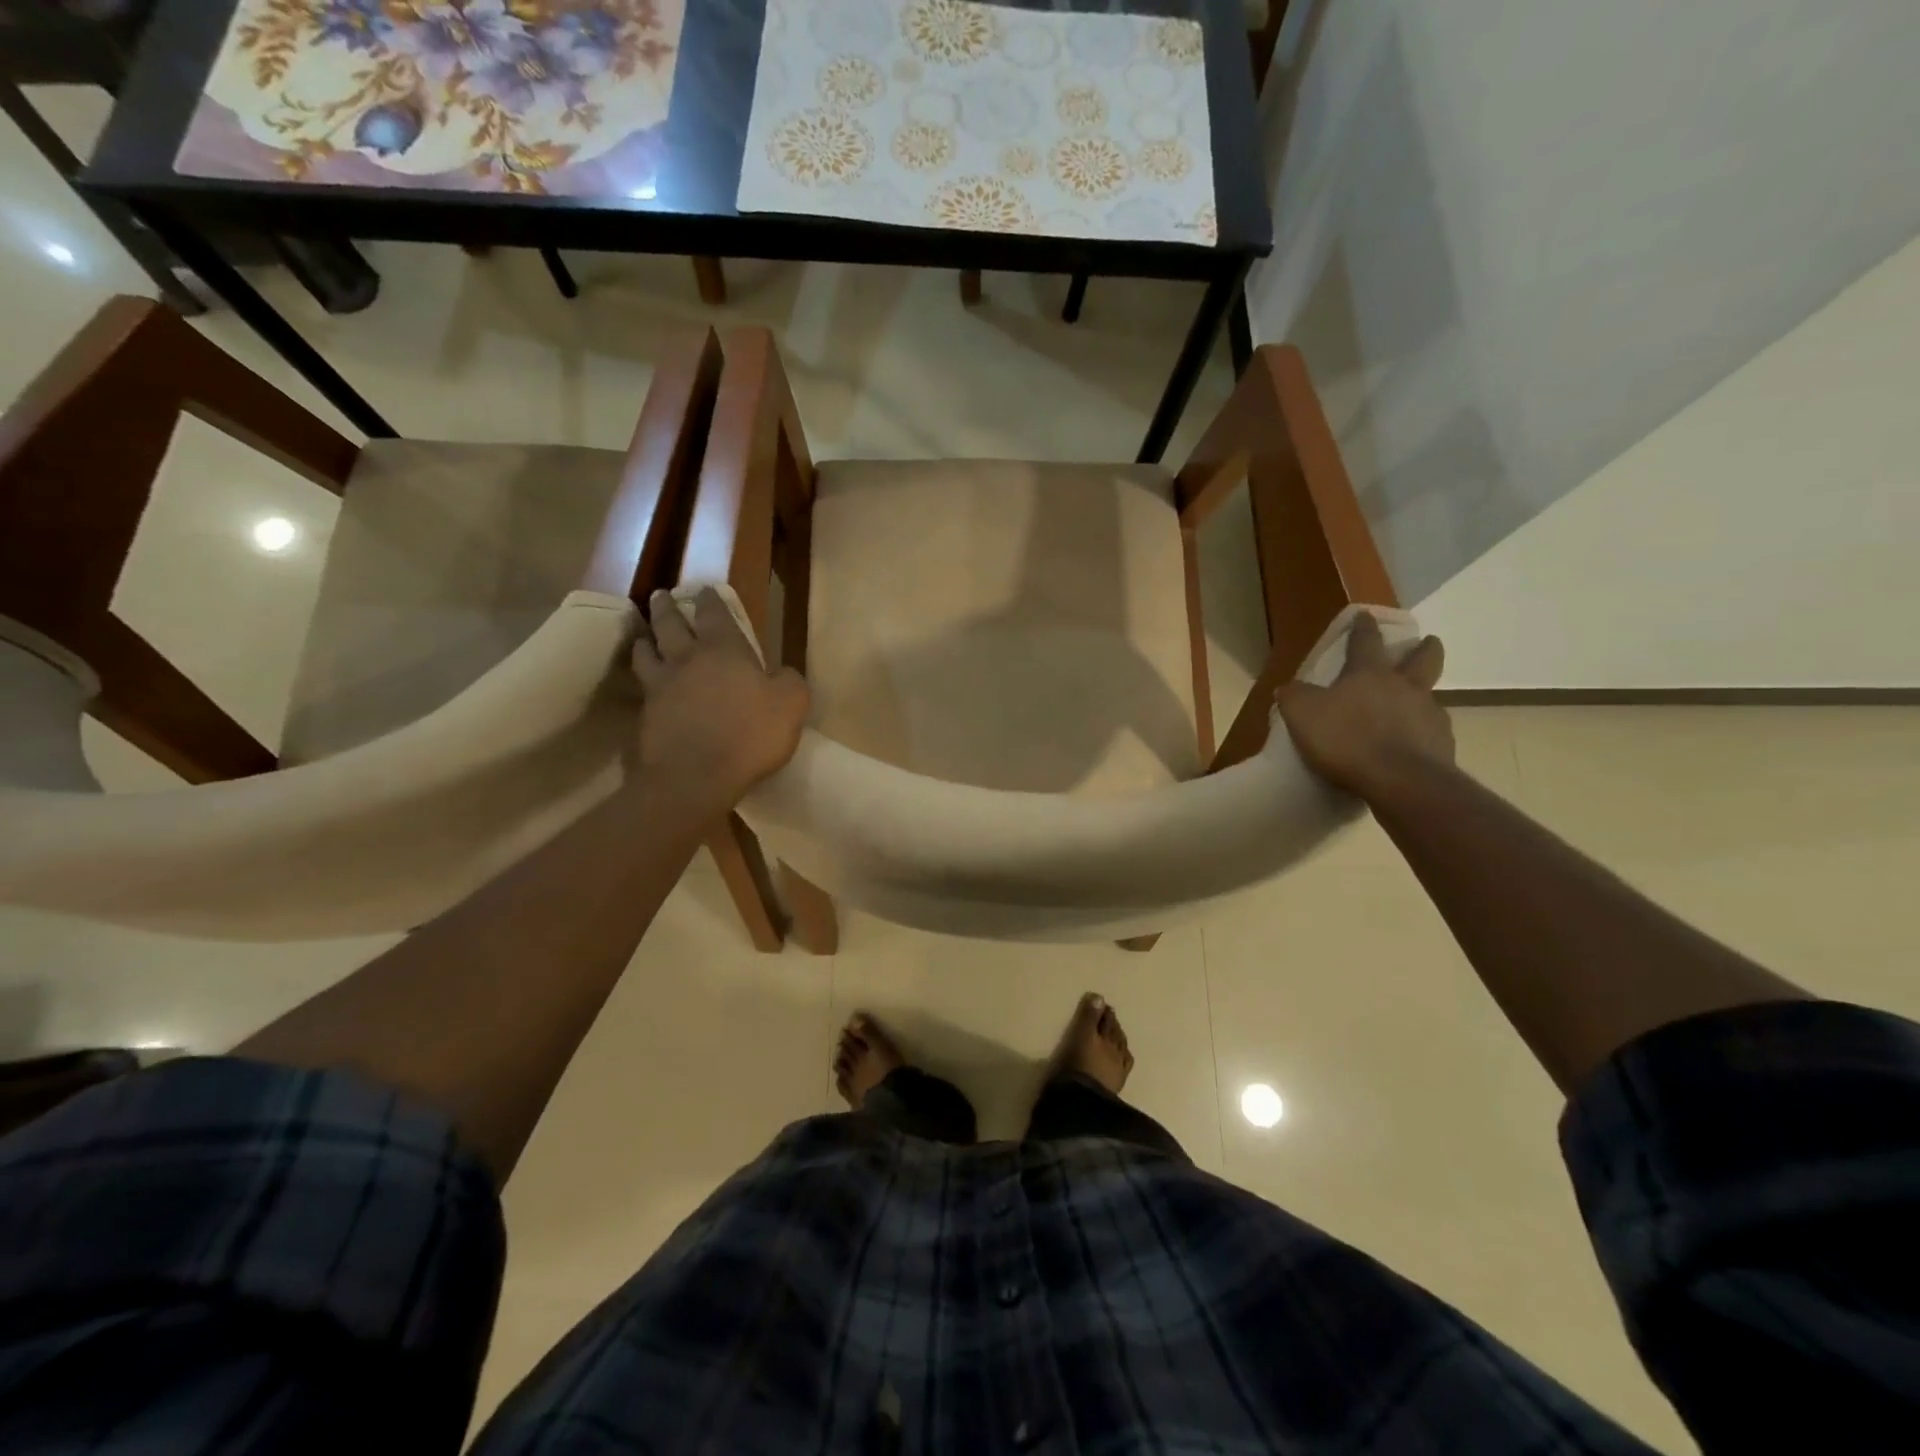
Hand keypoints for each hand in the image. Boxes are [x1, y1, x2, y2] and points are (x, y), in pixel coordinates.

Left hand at [630, 588, 809, 807]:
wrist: (695, 777)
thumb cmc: (749, 734)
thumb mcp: (791, 705)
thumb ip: (789, 682)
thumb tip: (781, 673)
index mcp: (723, 650)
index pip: (714, 613)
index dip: (710, 599)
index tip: (704, 589)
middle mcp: (686, 659)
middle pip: (670, 624)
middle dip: (667, 607)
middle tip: (660, 596)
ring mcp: (661, 686)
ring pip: (646, 652)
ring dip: (646, 639)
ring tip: (644, 637)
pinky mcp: (646, 715)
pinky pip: (642, 687)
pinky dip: (643, 678)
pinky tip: (646, 683)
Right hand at [1274, 614, 1452, 801]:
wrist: (1401, 781)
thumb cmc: (1347, 740)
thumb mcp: (1303, 715)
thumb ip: (1294, 697)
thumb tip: (1288, 687)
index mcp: (1370, 674)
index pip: (1366, 641)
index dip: (1364, 627)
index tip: (1366, 615)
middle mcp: (1405, 687)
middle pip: (1423, 658)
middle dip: (1424, 648)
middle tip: (1426, 644)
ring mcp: (1429, 715)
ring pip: (1429, 696)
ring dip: (1421, 696)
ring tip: (1408, 710)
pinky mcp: (1443, 745)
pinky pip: (1432, 732)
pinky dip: (1422, 734)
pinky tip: (1409, 746)